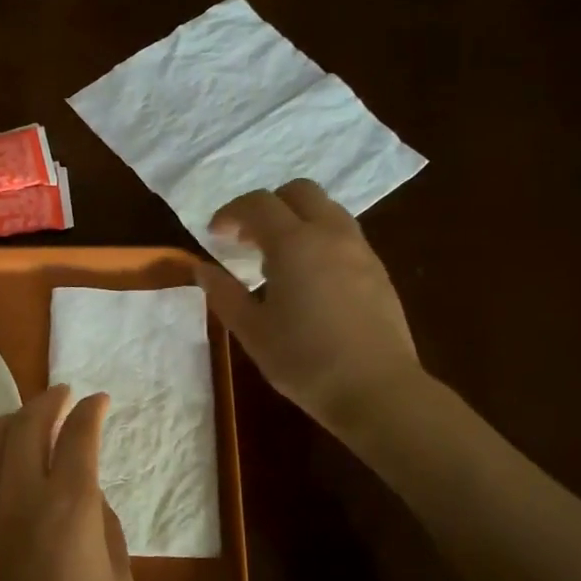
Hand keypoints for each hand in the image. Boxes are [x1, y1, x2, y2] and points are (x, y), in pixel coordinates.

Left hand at [0, 386, 132, 580]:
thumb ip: (104, 525)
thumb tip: (86, 495)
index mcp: (68, 509)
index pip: (78, 437)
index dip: (91, 412)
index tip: (101, 401)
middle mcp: (21, 495)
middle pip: (28, 423)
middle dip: (50, 400)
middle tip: (67, 394)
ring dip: (16, 416)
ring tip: (36, 416)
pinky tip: (14, 454)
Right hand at [195, 179, 422, 444]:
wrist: (377, 389)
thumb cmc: (304, 361)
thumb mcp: (252, 331)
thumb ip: (224, 294)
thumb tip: (202, 269)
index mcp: (294, 244)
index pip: (258, 204)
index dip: (231, 213)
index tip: (215, 234)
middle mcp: (330, 234)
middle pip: (298, 192)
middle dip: (268, 206)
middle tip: (248, 240)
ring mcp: (360, 249)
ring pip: (326, 209)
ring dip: (297, 220)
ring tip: (278, 259)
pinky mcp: (378, 269)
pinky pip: (344, 234)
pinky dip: (319, 238)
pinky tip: (310, 278)